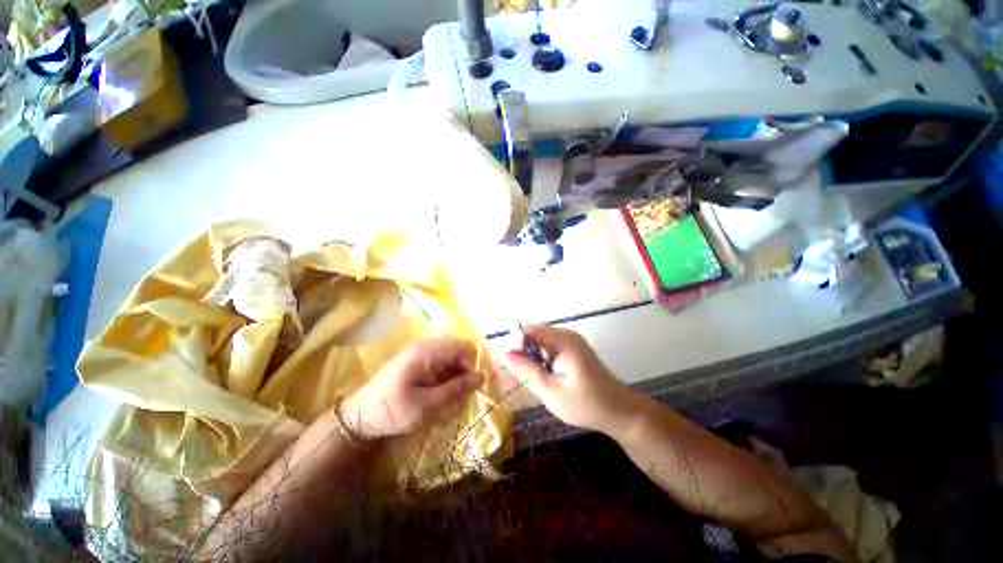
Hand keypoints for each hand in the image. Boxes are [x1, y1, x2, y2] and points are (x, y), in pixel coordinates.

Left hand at [340, 338, 481, 441]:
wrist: (358, 417)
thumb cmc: (391, 411)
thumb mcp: (426, 406)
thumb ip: (455, 390)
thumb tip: (481, 377)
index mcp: (426, 351)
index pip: (463, 346)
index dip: (472, 364)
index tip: (469, 387)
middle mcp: (425, 346)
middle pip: (458, 349)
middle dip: (465, 370)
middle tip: (461, 393)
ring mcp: (421, 352)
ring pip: (451, 356)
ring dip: (456, 374)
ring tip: (450, 396)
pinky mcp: (418, 361)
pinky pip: (442, 362)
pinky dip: (447, 376)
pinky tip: (440, 392)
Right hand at [503, 327, 636, 433]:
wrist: (618, 411)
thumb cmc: (585, 404)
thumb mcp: (551, 391)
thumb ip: (526, 371)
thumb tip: (503, 354)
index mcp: (563, 340)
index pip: (528, 332)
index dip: (514, 347)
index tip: (506, 367)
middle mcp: (566, 334)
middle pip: (533, 336)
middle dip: (521, 354)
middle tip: (515, 376)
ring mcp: (570, 340)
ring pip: (539, 343)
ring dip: (530, 358)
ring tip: (526, 379)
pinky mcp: (572, 348)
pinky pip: (548, 348)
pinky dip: (540, 360)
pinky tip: (540, 376)